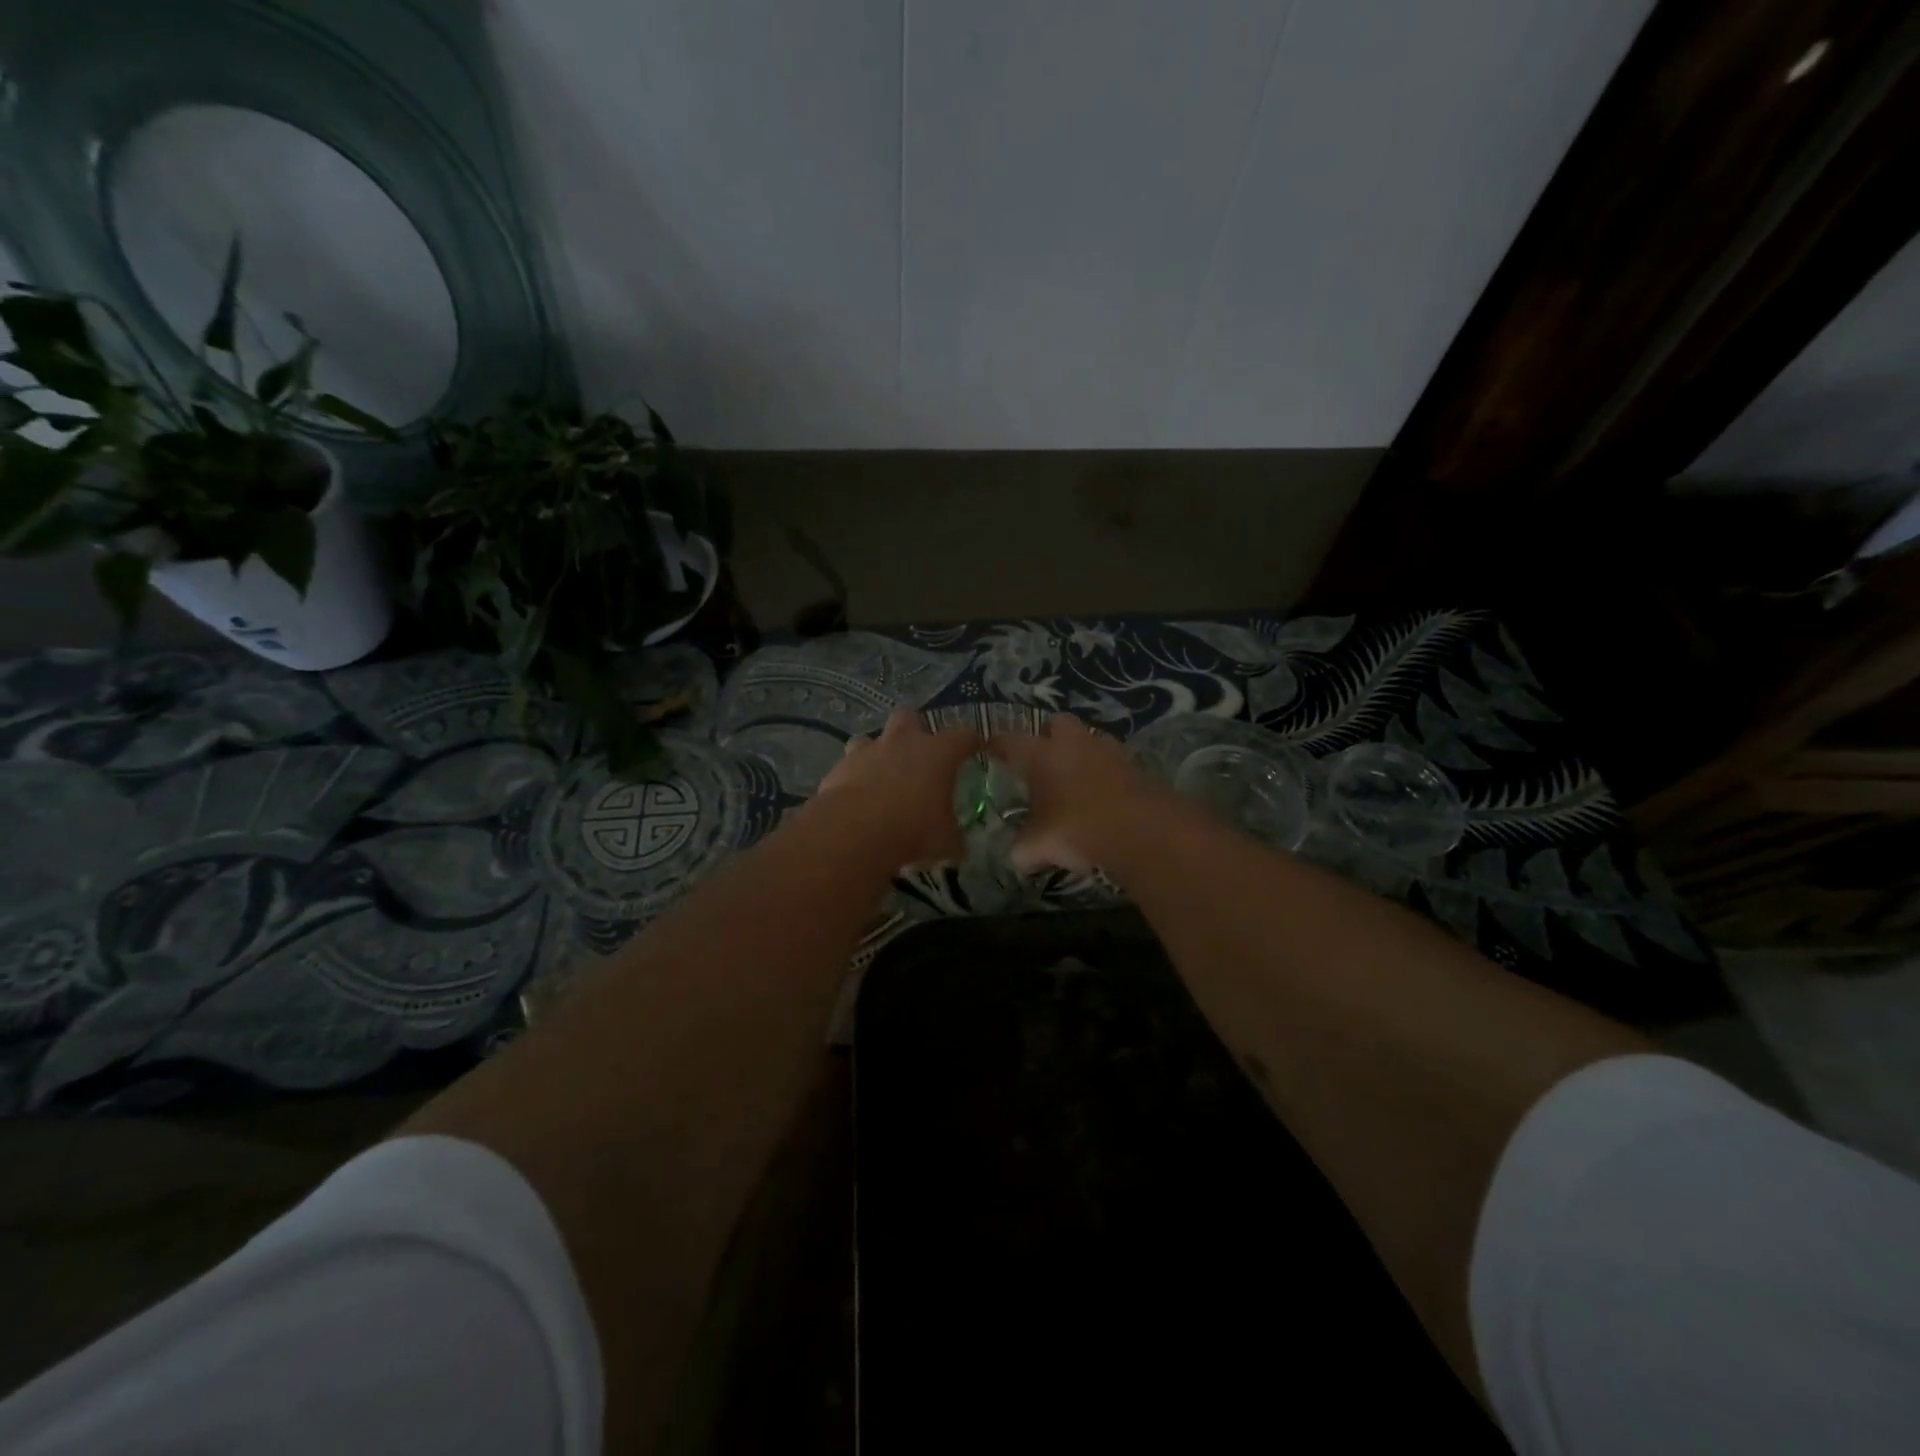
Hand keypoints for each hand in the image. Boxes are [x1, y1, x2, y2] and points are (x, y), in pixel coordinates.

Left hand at [816, 709, 981, 867]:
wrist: (855, 830)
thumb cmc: (913, 829)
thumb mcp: (945, 842)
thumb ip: (952, 839)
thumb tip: (956, 847)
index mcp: (938, 753)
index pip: (963, 735)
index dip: (970, 742)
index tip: (974, 749)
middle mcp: (903, 742)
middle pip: (910, 717)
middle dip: (913, 731)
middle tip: (917, 756)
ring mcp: (868, 751)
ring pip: (872, 739)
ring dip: (878, 754)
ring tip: (881, 778)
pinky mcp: (839, 767)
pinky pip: (849, 766)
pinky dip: (854, 779)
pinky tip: (856, 800)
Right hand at [988, 713, 1165, 872]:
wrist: (1143, 831)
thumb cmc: (1077, 829)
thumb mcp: (1038, 846)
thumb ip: (1023, 848)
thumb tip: (1017, 855)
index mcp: (1041, 755)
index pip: (1009, 741)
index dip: (997, 745)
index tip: (990, 749)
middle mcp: (1073, 743)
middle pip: (1057, 723)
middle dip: (1050, 736)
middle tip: (1044, 762)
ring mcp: (1108, 751)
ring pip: (1090, 739)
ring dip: (1082, 753)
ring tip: (1076, 780)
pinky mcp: (1136, 765)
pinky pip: (1114, 762)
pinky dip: (1107, 774)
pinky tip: (1104, 797)